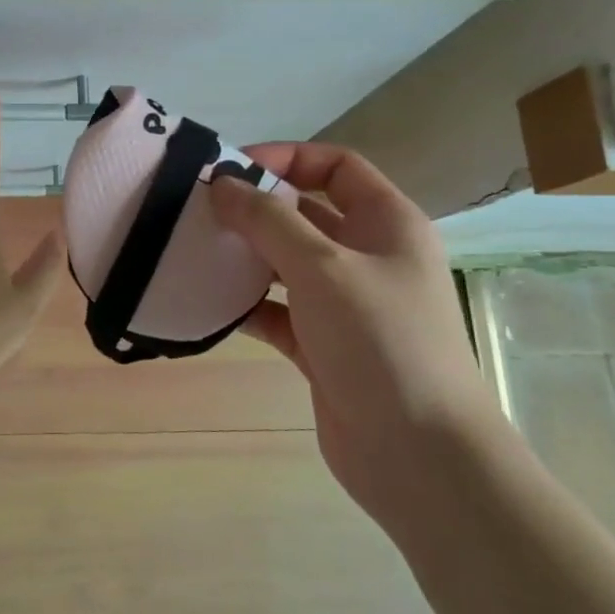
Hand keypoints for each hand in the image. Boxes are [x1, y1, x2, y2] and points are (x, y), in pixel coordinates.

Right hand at [208, 143, 500, 522]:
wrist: (418, 455)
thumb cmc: (381, 341)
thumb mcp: (322, 266)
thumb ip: (268, 220)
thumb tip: (222, 183)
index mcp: (387, 223)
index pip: (335, 167)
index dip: (285, 158)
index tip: (230, 169)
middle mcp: (368, 257)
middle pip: (306, 213)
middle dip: (255, 208)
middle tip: (199, 210)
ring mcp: (346, 304)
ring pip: (287, 264)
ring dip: (246, 256)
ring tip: (195, 251)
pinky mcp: (324, 346)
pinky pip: (278, 311)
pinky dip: (247, 305)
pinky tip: (210, 303)